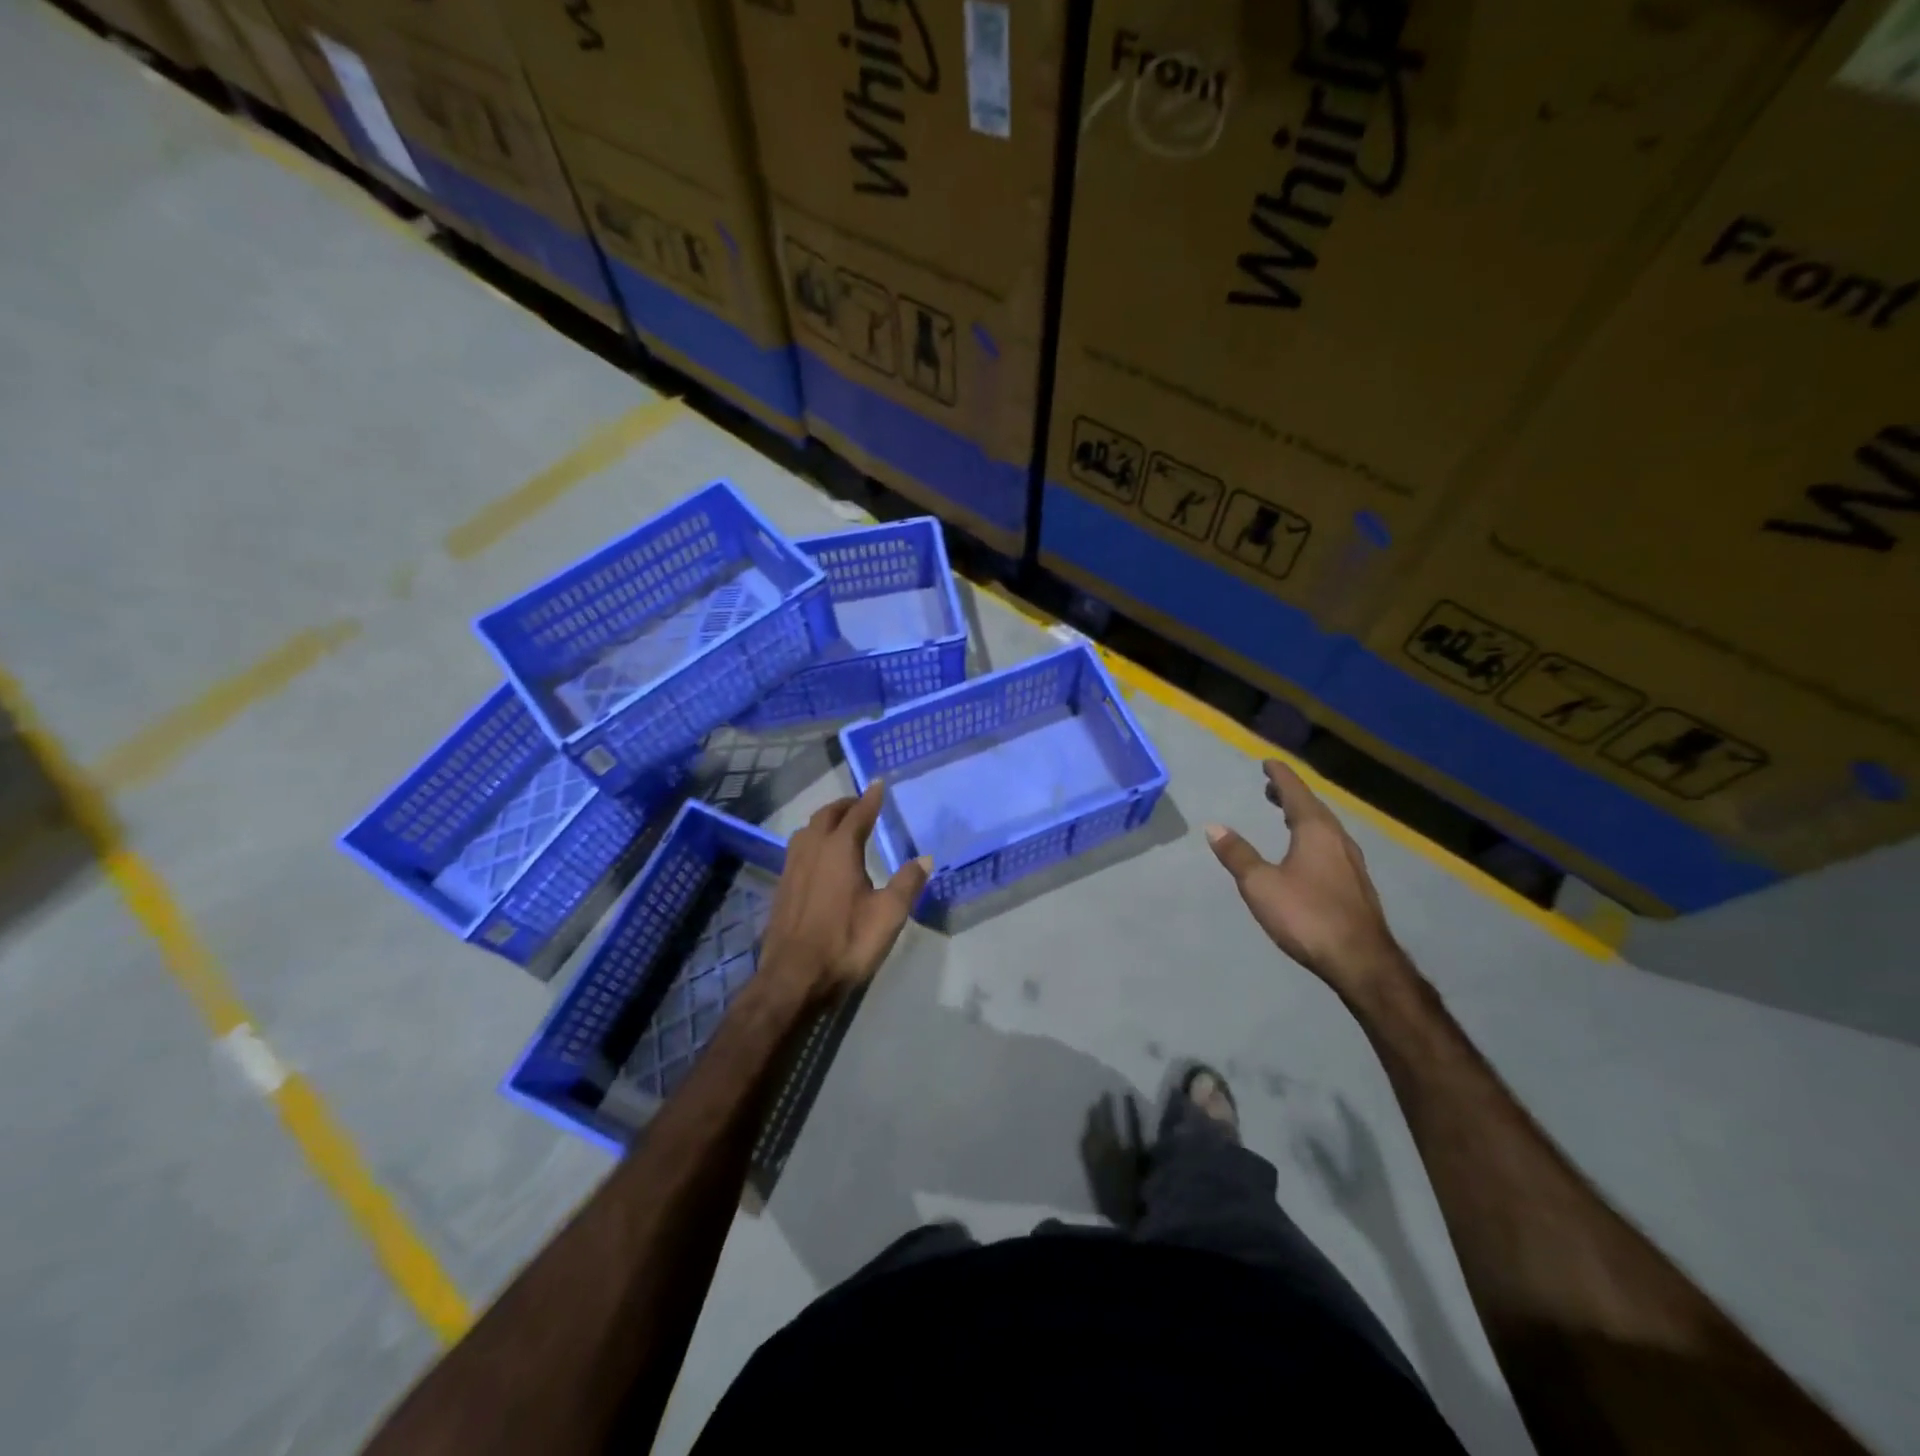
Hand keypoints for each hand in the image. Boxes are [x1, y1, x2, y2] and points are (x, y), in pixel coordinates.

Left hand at [759, 782, 930, 1001]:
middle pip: (827, 815)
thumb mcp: (888, 915)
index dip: (871, 798)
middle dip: (846, 805)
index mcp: (839, 849)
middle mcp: (812, 850)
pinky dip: (813, 840)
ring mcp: (792, 867)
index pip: (858, 814)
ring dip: (826, 820)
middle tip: (862, 803)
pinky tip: (820, 857)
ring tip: (841, 825)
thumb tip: (924, 859)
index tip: (879, 783)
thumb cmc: (846, 942)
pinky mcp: (782, 887)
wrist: (794, 977)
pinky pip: (798, 849)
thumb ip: (907, 883)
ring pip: (808, 830)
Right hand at [1205, 759, 1406, 1000]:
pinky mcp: (1356, 885)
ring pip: (1325, 828)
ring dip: (1303, 816)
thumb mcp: (1260, 885)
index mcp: (1316, 832)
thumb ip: (1238, 855)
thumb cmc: (1306, 916)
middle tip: (1271, 788)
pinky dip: (1314, 837)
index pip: (1296, 793)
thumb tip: (1214, 827)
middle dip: (1291, 795)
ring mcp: (1352, 863)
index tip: (1268, 763)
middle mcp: (1338, 840)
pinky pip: (1331, 846)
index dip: (1280, 777)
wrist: (1361, 961)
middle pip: (1313, 808)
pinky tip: (1307, 852)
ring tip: (1285, 815)